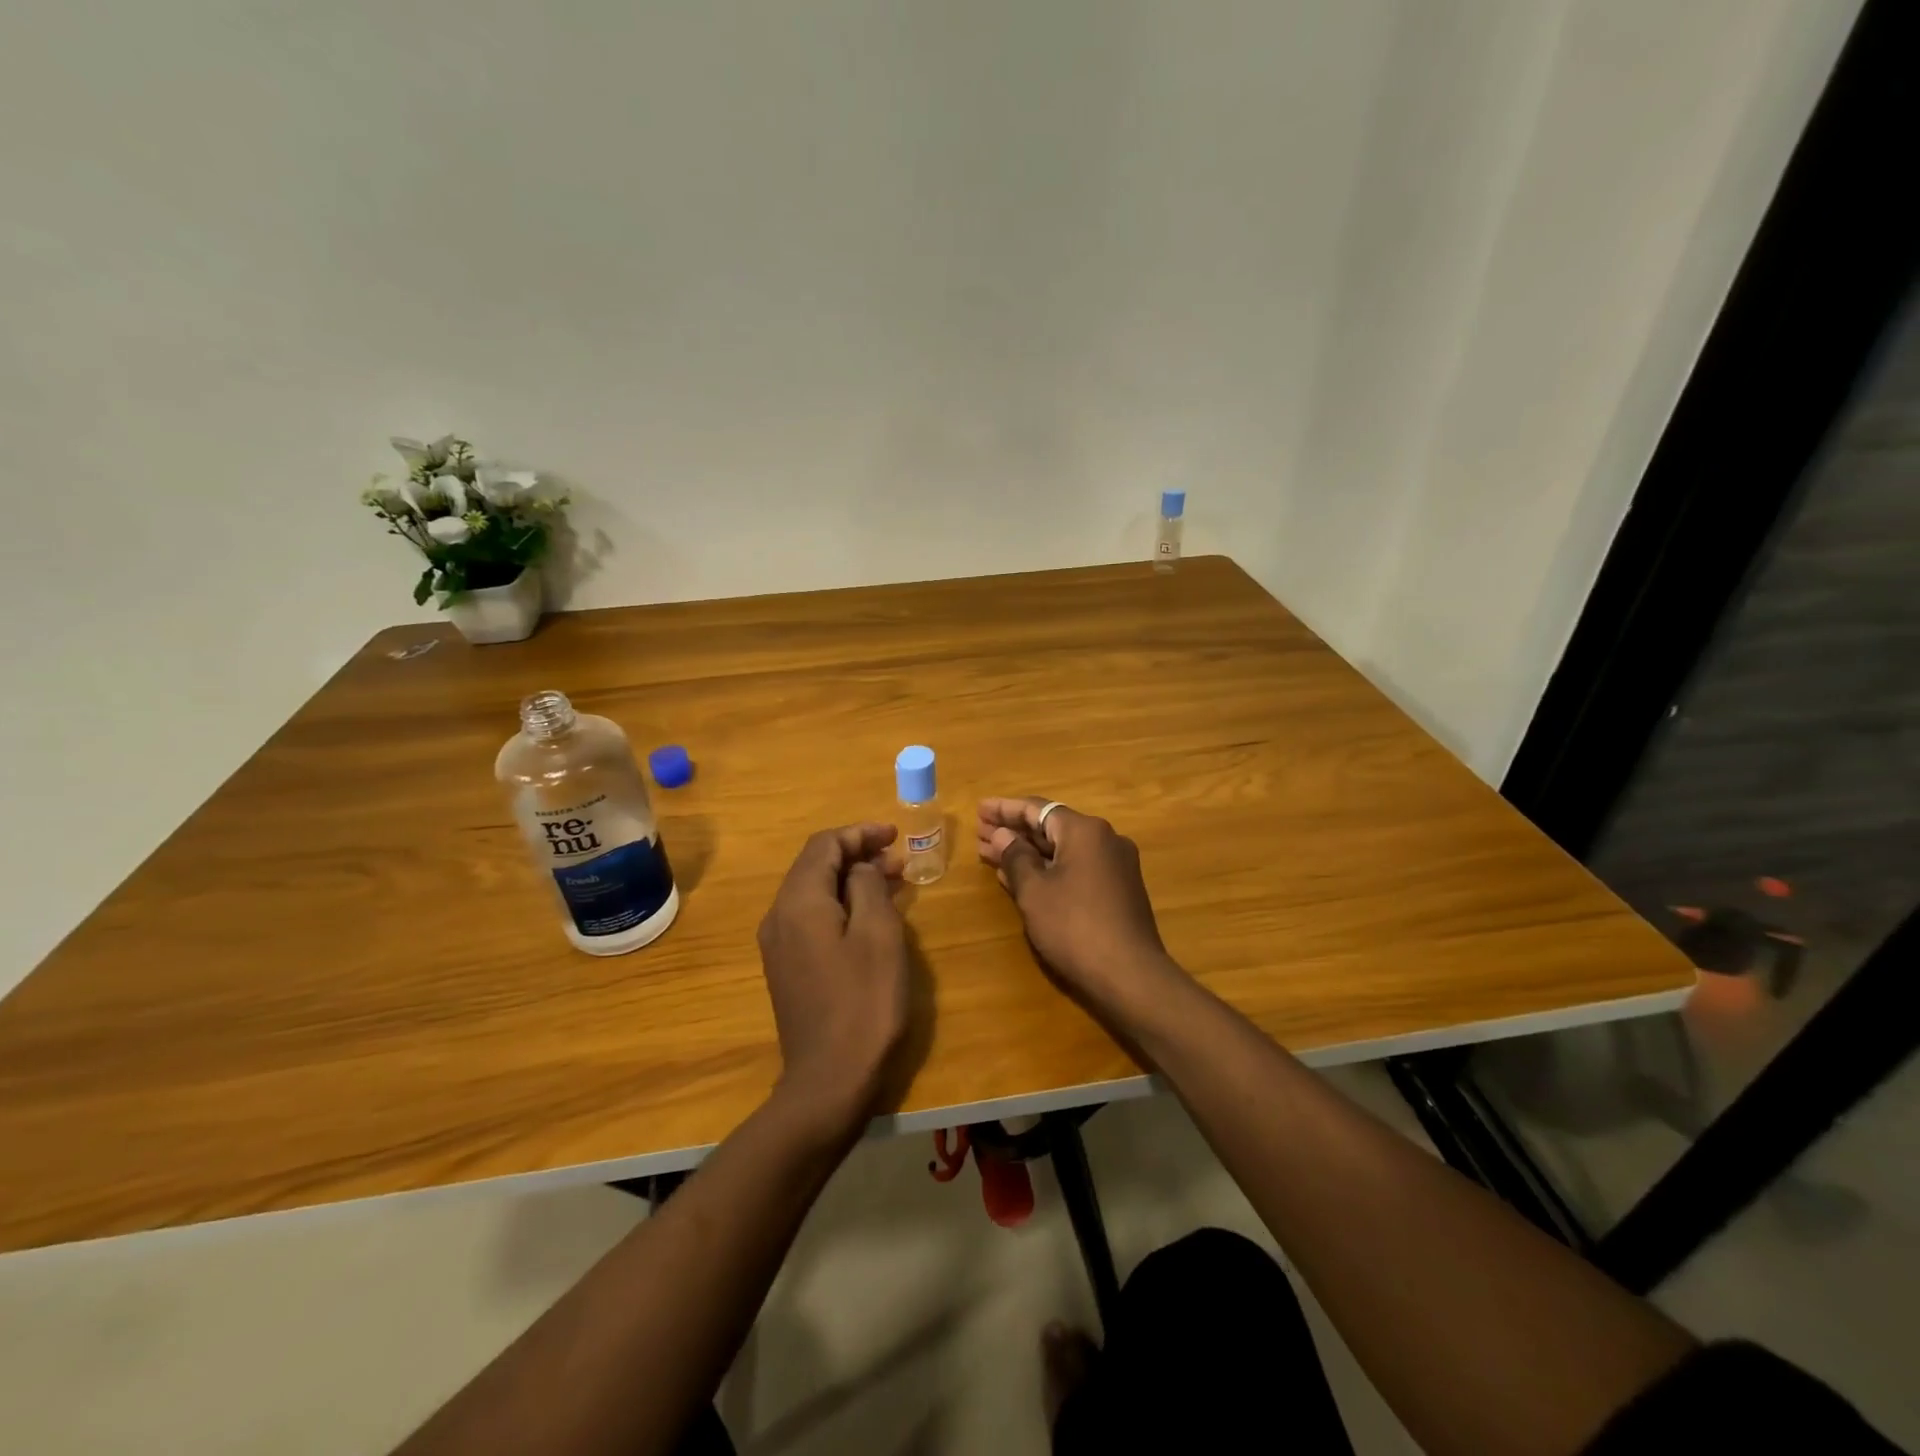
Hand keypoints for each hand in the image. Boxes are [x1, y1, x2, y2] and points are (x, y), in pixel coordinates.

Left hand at [756, 823, 911, 1138]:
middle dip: (857, 855)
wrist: (828, 1081)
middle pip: (815, 866)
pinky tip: (869, 917)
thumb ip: (868, 887)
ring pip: (814, 893)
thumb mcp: (879, 935)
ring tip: (892, 883)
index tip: (895, 835)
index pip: (824, 845)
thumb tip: (860, 869)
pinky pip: (812, 919)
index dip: (860, 833)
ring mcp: (779, 945)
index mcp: (798, 902)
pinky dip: (841, 905)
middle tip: (899, 860)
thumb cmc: (863, 1003)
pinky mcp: (786, 968)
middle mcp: (779, 916)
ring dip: (850, 880)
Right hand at [976, 797, 1185, 1020]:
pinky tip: (1021, 878)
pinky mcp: (1118, 890)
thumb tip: (1003, 835)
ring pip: (1062, 850)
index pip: (1037, 808)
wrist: (1129, 975)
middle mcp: (1104, 840)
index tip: (979, 809)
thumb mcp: (1034, 891)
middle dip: (1014, 831)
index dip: (1005, 809)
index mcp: (1085, 831)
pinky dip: (1047, 868)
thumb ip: (1015, 857)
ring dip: (1028, 852)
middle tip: (980, 833)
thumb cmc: (1074, 926)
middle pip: (1051, 827)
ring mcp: (1115, 865)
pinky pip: (1075, 868)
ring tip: (991, 854)